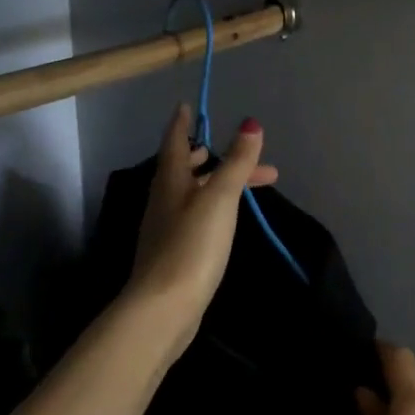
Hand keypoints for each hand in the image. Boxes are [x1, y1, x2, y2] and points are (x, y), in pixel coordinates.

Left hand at [125, 103, 278, 360]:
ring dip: (217, 183)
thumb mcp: (219, 198)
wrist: (164, 307)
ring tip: (245, 185)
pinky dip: (212, 206)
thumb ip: (236, 162)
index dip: (182, 123)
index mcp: (170, 181)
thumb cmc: (192, 246)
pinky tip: (226, 220)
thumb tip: (250, 123)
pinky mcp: (173, 253)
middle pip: (185, 168)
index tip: (188, 106)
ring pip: (191, 193)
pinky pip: (194, 216)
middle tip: (242, 152)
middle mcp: (163, 200)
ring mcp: (165, 228)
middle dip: (213, 157)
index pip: (175, 142)